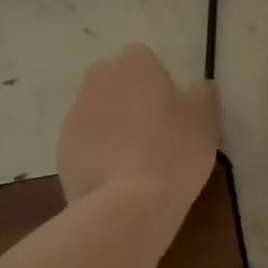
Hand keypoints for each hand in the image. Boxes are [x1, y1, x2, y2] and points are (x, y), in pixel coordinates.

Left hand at [58, 45, 218, 222]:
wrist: (127, 205)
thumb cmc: (173, 150)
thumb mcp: (206, 118)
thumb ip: (202, 94)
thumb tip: (198, 89)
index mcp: (133, 61)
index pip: (147, 62)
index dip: (161, 87)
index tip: (174, 115)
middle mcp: (98, 78)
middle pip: (119, 84)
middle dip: (133, 102)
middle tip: (157, 136)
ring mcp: (75, 113)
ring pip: (101, 113)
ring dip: (115, 128)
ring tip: (137, 164)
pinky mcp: (61, 148)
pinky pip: (87, 144)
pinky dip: (99, 155)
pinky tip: (118, 180)